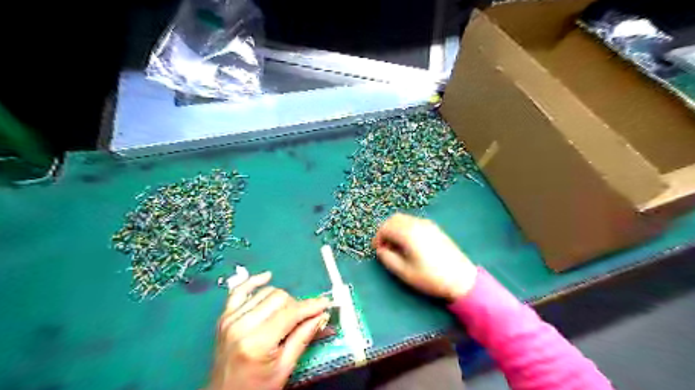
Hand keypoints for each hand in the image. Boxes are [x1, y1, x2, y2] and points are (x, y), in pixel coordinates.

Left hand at [208, 272, 329, 388]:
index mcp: (256, 343)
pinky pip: (239, 290)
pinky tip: (267, 277)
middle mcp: (241, 325)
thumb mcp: (284, 368)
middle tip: (304, 317)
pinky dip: (253, 282)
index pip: (290, 313)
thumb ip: (303, 337)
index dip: (310, 306)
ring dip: (281, 299)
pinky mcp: (224, 316)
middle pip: (279, 298)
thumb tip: (322, 314)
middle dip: (296, 305)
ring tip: (286, 314)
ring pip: (266, 292)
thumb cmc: (257, 388)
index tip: (325, 303)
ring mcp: (230, 318)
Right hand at [376, 213, 477, 301]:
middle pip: (394, 219)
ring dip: (395, 229)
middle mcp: (417, 224)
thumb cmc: (431, 277)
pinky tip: (409, 244)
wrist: (461, 278)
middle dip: (385, 230)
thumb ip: (388, 259)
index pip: (385, 227)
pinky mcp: (434, 228)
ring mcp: (427, 224)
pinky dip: (405, 228)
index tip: (378, 250)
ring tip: (396, 246)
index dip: (378, 238)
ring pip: (404, 219)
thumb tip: (381, 250)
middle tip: (385, 247)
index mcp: (408, 233)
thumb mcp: (405, 272)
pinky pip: (414, 222)